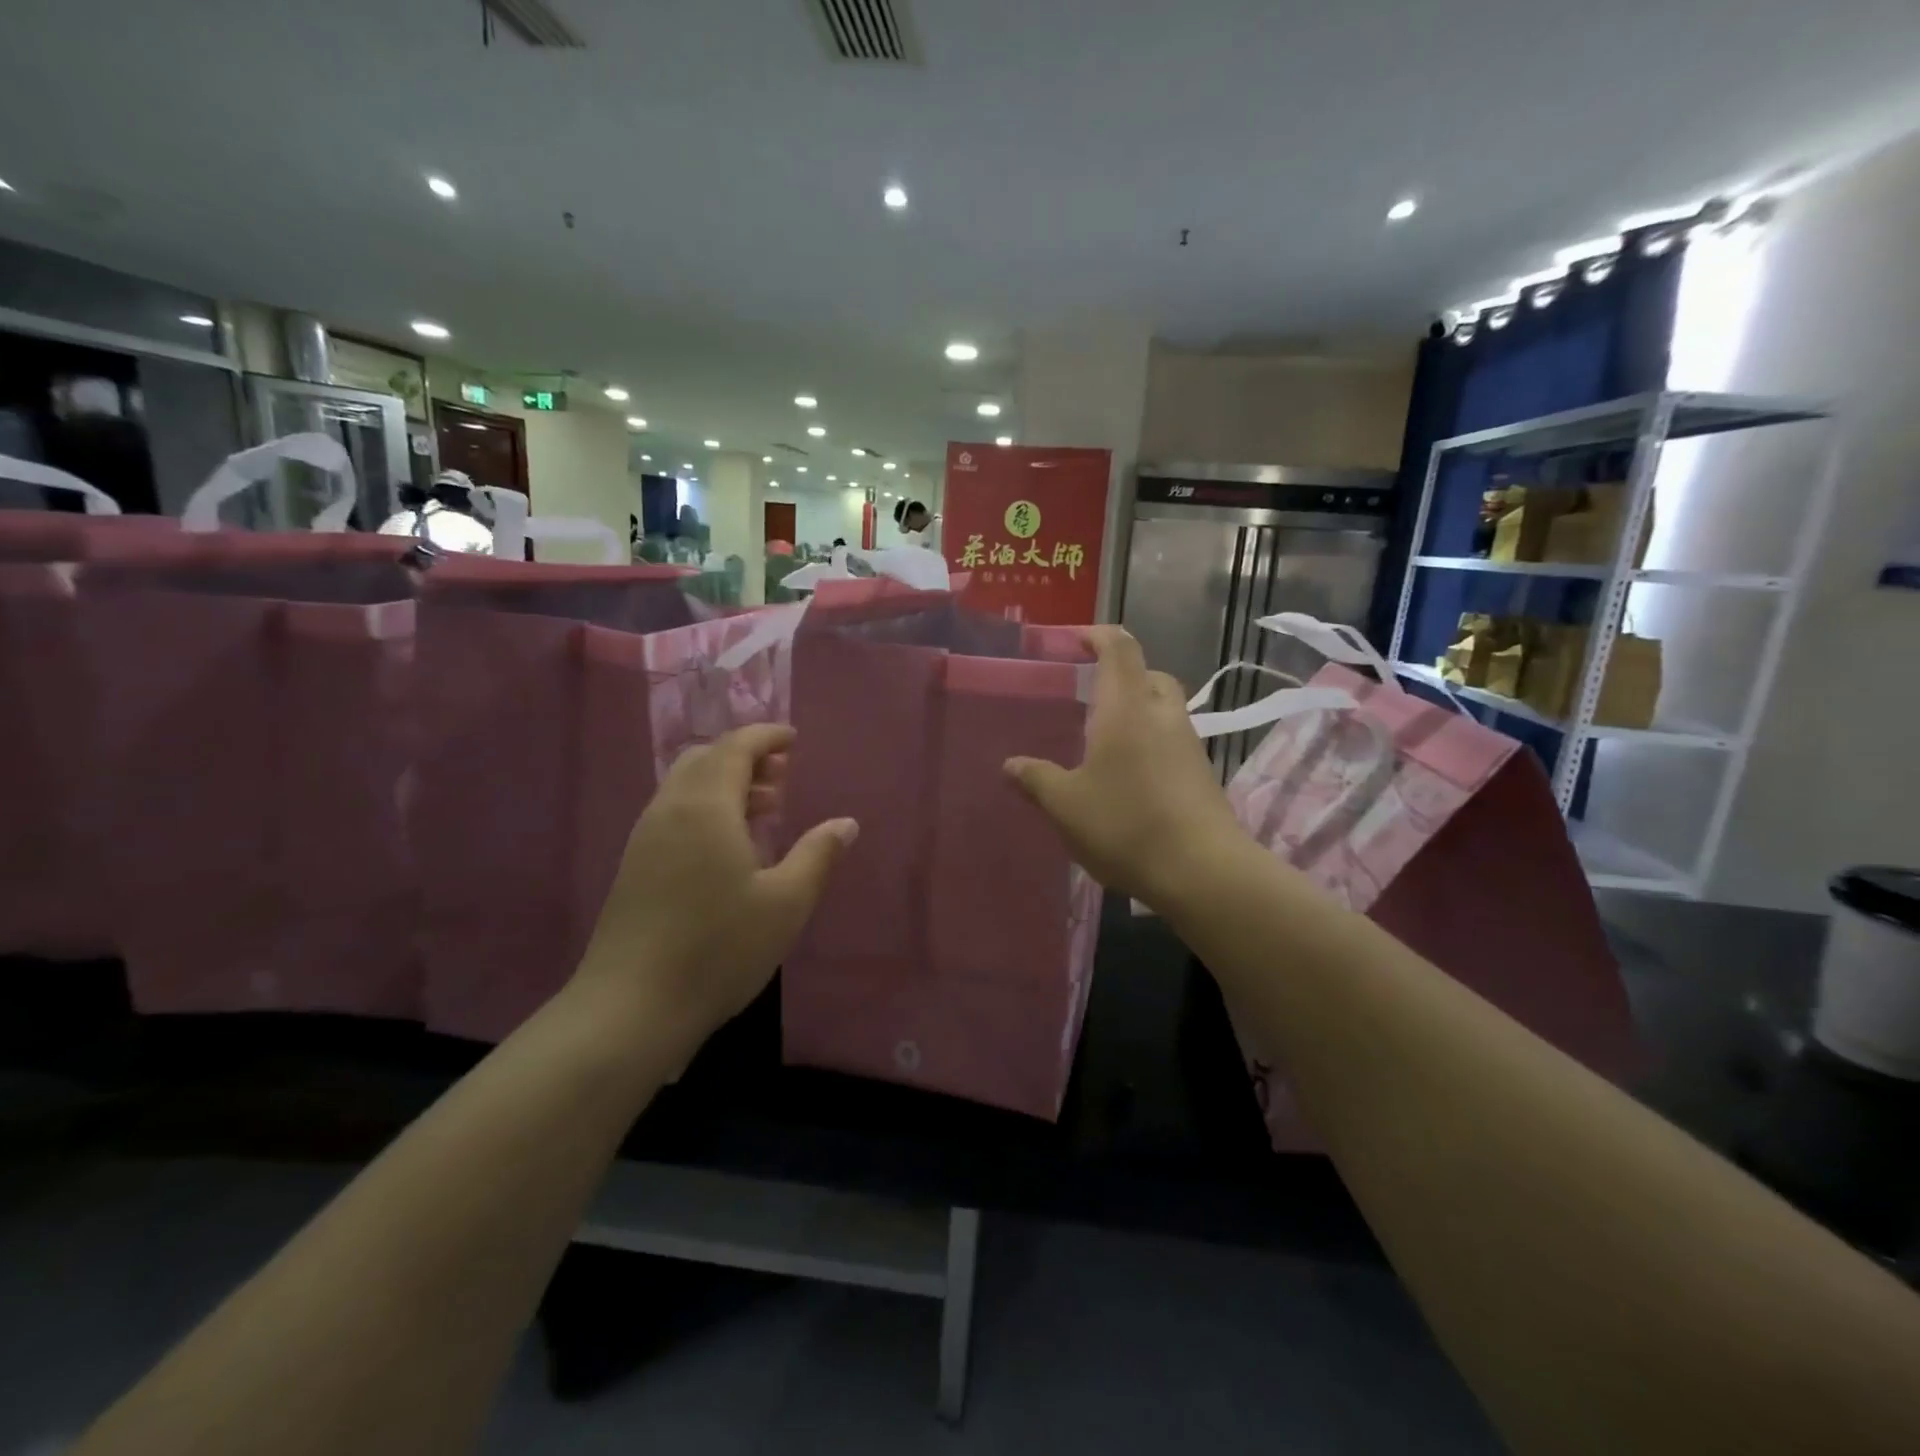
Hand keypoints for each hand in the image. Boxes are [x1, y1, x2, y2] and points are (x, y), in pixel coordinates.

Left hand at [576, 724, 857, 1045]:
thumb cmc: (718, 949)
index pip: (734, 747)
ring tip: (763, 809)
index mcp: (705, 807)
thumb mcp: (786, 904)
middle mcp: (669, 810)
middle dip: (745, 757)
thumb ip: (817, 856)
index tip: (793, 740)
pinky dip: (705, 807)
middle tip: (782, 776)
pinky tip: (728, 846)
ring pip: (685, 786)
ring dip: (724, 783)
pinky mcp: (634, 866)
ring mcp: (644, 839)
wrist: (630, 1008)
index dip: (766, 736)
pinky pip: (673, 812)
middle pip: (704, 759)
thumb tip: (845, 824)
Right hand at [1004, 626, 1246, 906]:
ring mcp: (1188, 744)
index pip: (1118, 648)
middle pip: (1147, 674)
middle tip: (1089, 694)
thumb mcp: (1066, 805)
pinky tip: (1128, 775)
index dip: (1097, 635)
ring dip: (1136, 710)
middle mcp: (1162, 714)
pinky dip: (1150, 741)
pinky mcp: (1201, 773)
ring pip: (1163, 708)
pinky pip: (1172, 740)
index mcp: (1126, 707)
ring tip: (1104, 737)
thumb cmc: (1126, 825)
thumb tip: (1009, 764)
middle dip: (1119, 675)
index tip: (1073, 639)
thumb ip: (1036, 779)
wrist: (1202, 871)